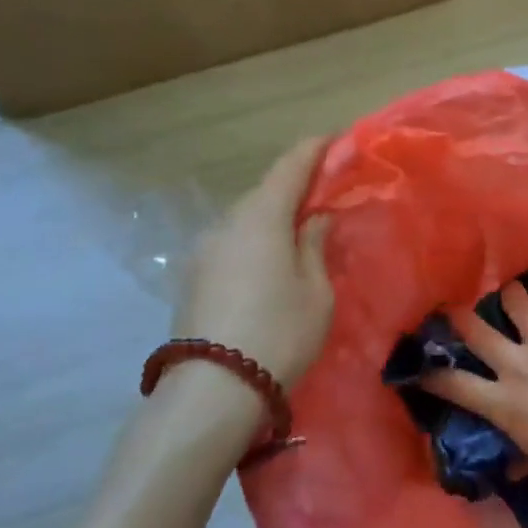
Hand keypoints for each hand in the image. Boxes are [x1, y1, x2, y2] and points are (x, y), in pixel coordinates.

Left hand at [176, 138, 333, 388]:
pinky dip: (254, 240)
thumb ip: (315, 245)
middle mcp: (227, 223)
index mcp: (261, 217)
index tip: (333, 138)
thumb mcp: (315, 291)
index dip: (313, 149)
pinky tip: (268, 263)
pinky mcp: (193, 276)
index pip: (290, 167)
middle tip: (323, 195)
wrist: (213, 389)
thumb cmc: (279, 333)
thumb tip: (315, 217)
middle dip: (294, 187)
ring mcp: (204, 250)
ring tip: (298, 233)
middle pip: (265, 192)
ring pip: (246, 219)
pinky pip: (232, 243)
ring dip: (272, 217)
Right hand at [418, 283, 527, 483]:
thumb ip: (522, 463)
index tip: (422, 365)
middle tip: (455, 308)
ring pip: (517, 298)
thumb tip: (509, 473)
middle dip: (458, 315)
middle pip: (475, 328)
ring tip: (515, 292)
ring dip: (514, 294)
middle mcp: (516, 363)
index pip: (454, 384)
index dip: (432, 373)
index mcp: (503, 402)